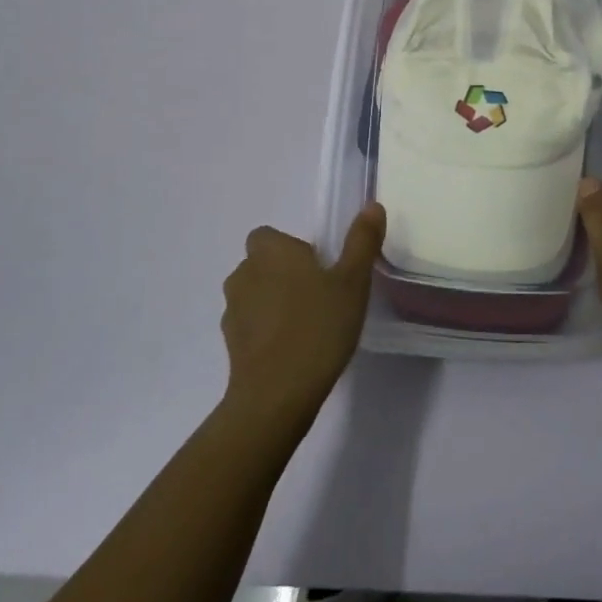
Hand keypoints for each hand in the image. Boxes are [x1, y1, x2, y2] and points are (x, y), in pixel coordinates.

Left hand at [220, 204, 386, 426]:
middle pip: (261, 264)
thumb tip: (372, 206)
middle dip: (284, 275)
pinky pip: (250, 326)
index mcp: (270, 251)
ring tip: (306, 326)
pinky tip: (291, 351)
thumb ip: (361, 242)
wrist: (276, 395)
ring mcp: (232, 310)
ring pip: (254, 295)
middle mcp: (244, 273)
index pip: (269, 236)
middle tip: (318, 297)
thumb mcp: (352, 282)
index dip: (292, 249)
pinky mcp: (229, 345)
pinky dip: (266, 332)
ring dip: (273, 303)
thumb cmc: (318, 328)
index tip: (319, 270)